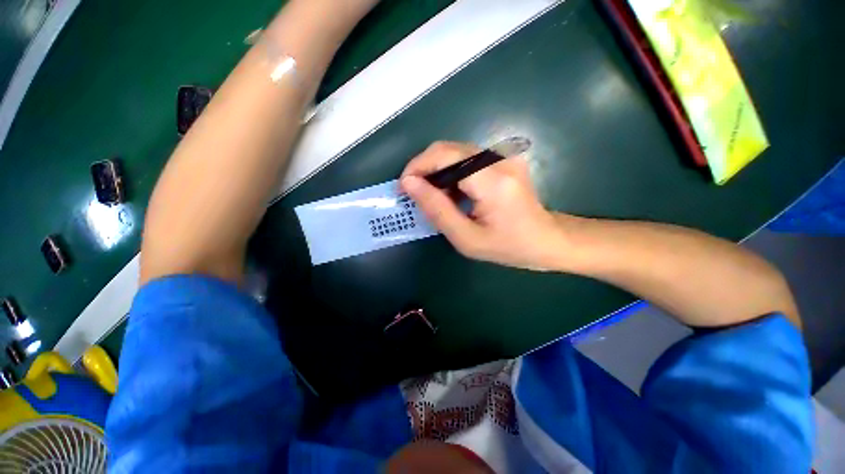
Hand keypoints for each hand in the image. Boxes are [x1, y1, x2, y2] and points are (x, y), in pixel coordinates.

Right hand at [400, 141, 566, 270]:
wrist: (546, 240)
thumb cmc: (508, 246)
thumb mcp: (466, 238)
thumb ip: (437, 210)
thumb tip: (409, 184)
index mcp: (493, 181)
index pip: (444, 156)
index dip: (417, 167)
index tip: (404, 187)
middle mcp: (500, 159)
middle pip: (448, 149)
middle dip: (424, 169)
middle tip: (416, 195)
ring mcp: (504, 155)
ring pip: (455, 152)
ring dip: (437, 172)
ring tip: (435, 198)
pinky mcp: (504, 158)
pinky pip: (467, 158)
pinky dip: (451, 173)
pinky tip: (452, 193)